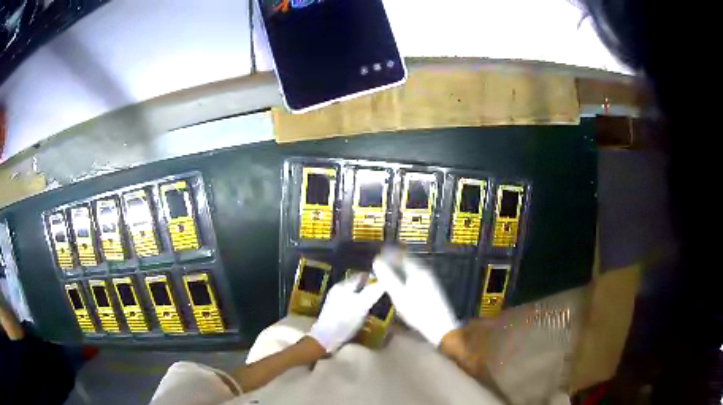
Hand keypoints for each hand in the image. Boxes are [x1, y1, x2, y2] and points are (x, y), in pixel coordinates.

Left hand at [308, 274, 383, 352]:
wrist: (326, 339)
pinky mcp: (335, 312)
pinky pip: (351, 304)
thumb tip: (385, 280)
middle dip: (370, 288)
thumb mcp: (362, 305)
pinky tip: (366, 313)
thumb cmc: (344, 320)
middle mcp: (338, 290)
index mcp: (343, 285)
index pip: (362, 275)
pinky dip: (360, 306)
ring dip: (365, 298)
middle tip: (384, 293)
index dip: (374, 278)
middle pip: (358, 285)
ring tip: (378, 303)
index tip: (387, 281)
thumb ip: (372, 292)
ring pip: (355, 295)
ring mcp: (335, 301)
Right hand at [373, 247, 458, 345]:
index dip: (389, 253)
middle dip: (394, 260)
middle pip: (408, 261)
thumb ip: (388, 278)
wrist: (440, 326)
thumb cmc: (418, 311)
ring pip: (412, 269)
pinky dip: (405, 276)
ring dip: (400, 268)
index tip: (378, 255)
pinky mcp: (432, 288)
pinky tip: (401, 284)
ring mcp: (430, 280)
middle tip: (381, 264)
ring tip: (388, 273)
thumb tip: (377, 261)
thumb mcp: (399, 295)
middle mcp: (425, 272)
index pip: (401, 255)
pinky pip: (416, 276)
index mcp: (418, 271)